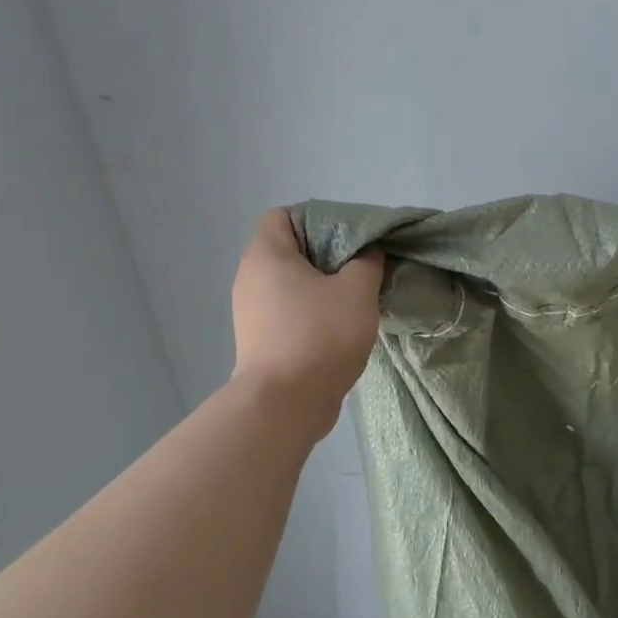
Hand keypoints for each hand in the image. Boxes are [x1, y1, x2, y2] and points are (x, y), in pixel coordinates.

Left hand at [230, 209, 383, 432]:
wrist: (286, 402)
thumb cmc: (320, 334)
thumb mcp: (358, 290)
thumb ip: (367, 262)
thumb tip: (367, 253)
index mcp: (267, 254)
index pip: (283, 215)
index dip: (317, 218)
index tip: (350, 237)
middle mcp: (250, 277)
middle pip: (290, 250)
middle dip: (327, 254)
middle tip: (362, 267)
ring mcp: (251, 311)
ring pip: (291, 283)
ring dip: (323, 286)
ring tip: (356, 298)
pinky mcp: (260, 339)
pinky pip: (289, 311)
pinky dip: (312, 312)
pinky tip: (341, 326)